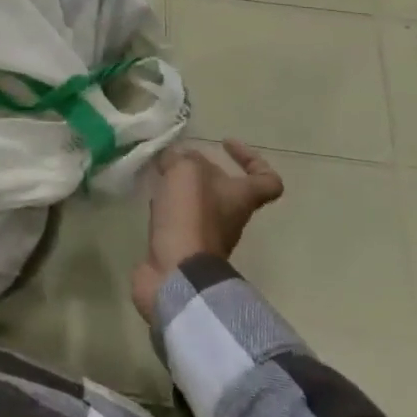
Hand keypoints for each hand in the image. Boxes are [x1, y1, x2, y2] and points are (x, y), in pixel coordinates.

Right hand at [130, 141, 282, 322]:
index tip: (225, 144)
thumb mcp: (186, 172)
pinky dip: (165, 206)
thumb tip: (175, 157)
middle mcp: (229, 216)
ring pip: (197, 202)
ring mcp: (206, 234)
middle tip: (176, 157)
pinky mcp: (182, 246)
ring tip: (158, 174)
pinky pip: (177, 219)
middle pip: (225, 189)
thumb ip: (181, 157)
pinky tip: (150, 198)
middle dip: (201, 170)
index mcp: (241, 198)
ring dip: (180, 187)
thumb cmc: (190, 217)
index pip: (267, 180)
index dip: (252, 159)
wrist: (176, 272)